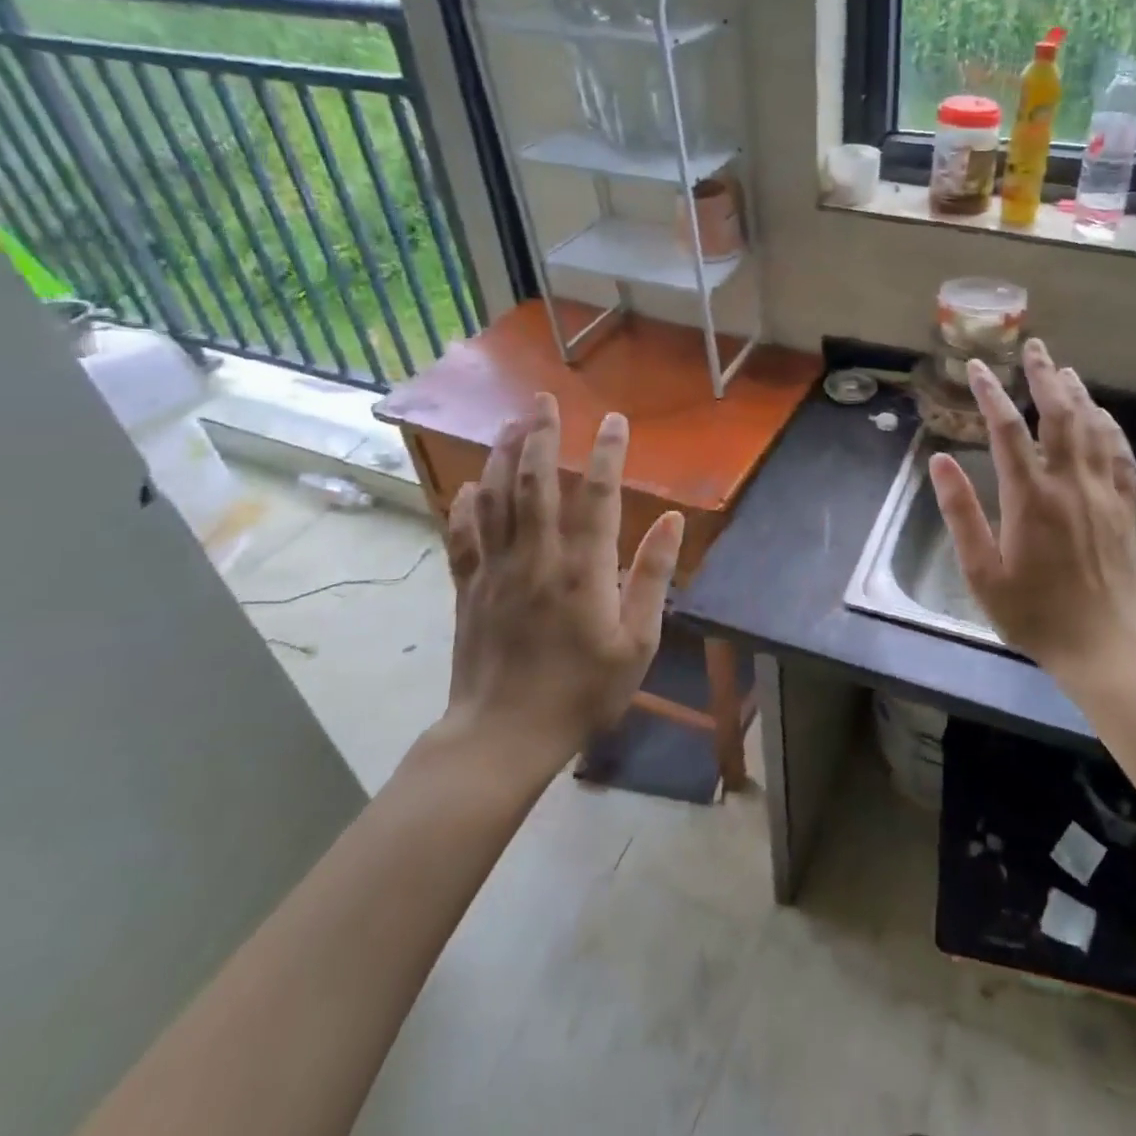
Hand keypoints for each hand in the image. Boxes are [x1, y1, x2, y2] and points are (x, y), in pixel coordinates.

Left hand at [438, 392, 684, 771]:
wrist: (504, 736)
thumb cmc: (582, 692)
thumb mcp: (637, 642)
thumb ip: (652, 577)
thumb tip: (672, 522)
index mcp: (583, 570)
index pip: (597, 496)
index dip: (606, 454)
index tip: (614, 420)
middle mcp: (537, 558)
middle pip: (535, 483)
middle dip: (539, 435)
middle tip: (543, 399)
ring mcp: (496, 570)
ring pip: (494, 499)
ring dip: (500, 456)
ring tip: (509, 423)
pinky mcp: (468, 588)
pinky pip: (462, 536)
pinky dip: (465, 506)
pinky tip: (469, 485)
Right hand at [930, 340, 1135, 678]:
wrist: (1106, 646)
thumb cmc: (1035, 614)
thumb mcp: (982, 572)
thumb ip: (960, 514)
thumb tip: (939, 462)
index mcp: (1029, 498)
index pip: (1007, 430)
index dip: (991, 394)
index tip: (978, 367)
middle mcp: (1069, 484)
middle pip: (1059, 415)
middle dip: (1044, 376)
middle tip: (1034, 347)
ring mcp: (1103, 493)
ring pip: (1093, 428)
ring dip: (1078, 393)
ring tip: (1064, 369)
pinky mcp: (1126, 508)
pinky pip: (1121, 455)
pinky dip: (1110, 428)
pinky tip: (1103, 416)